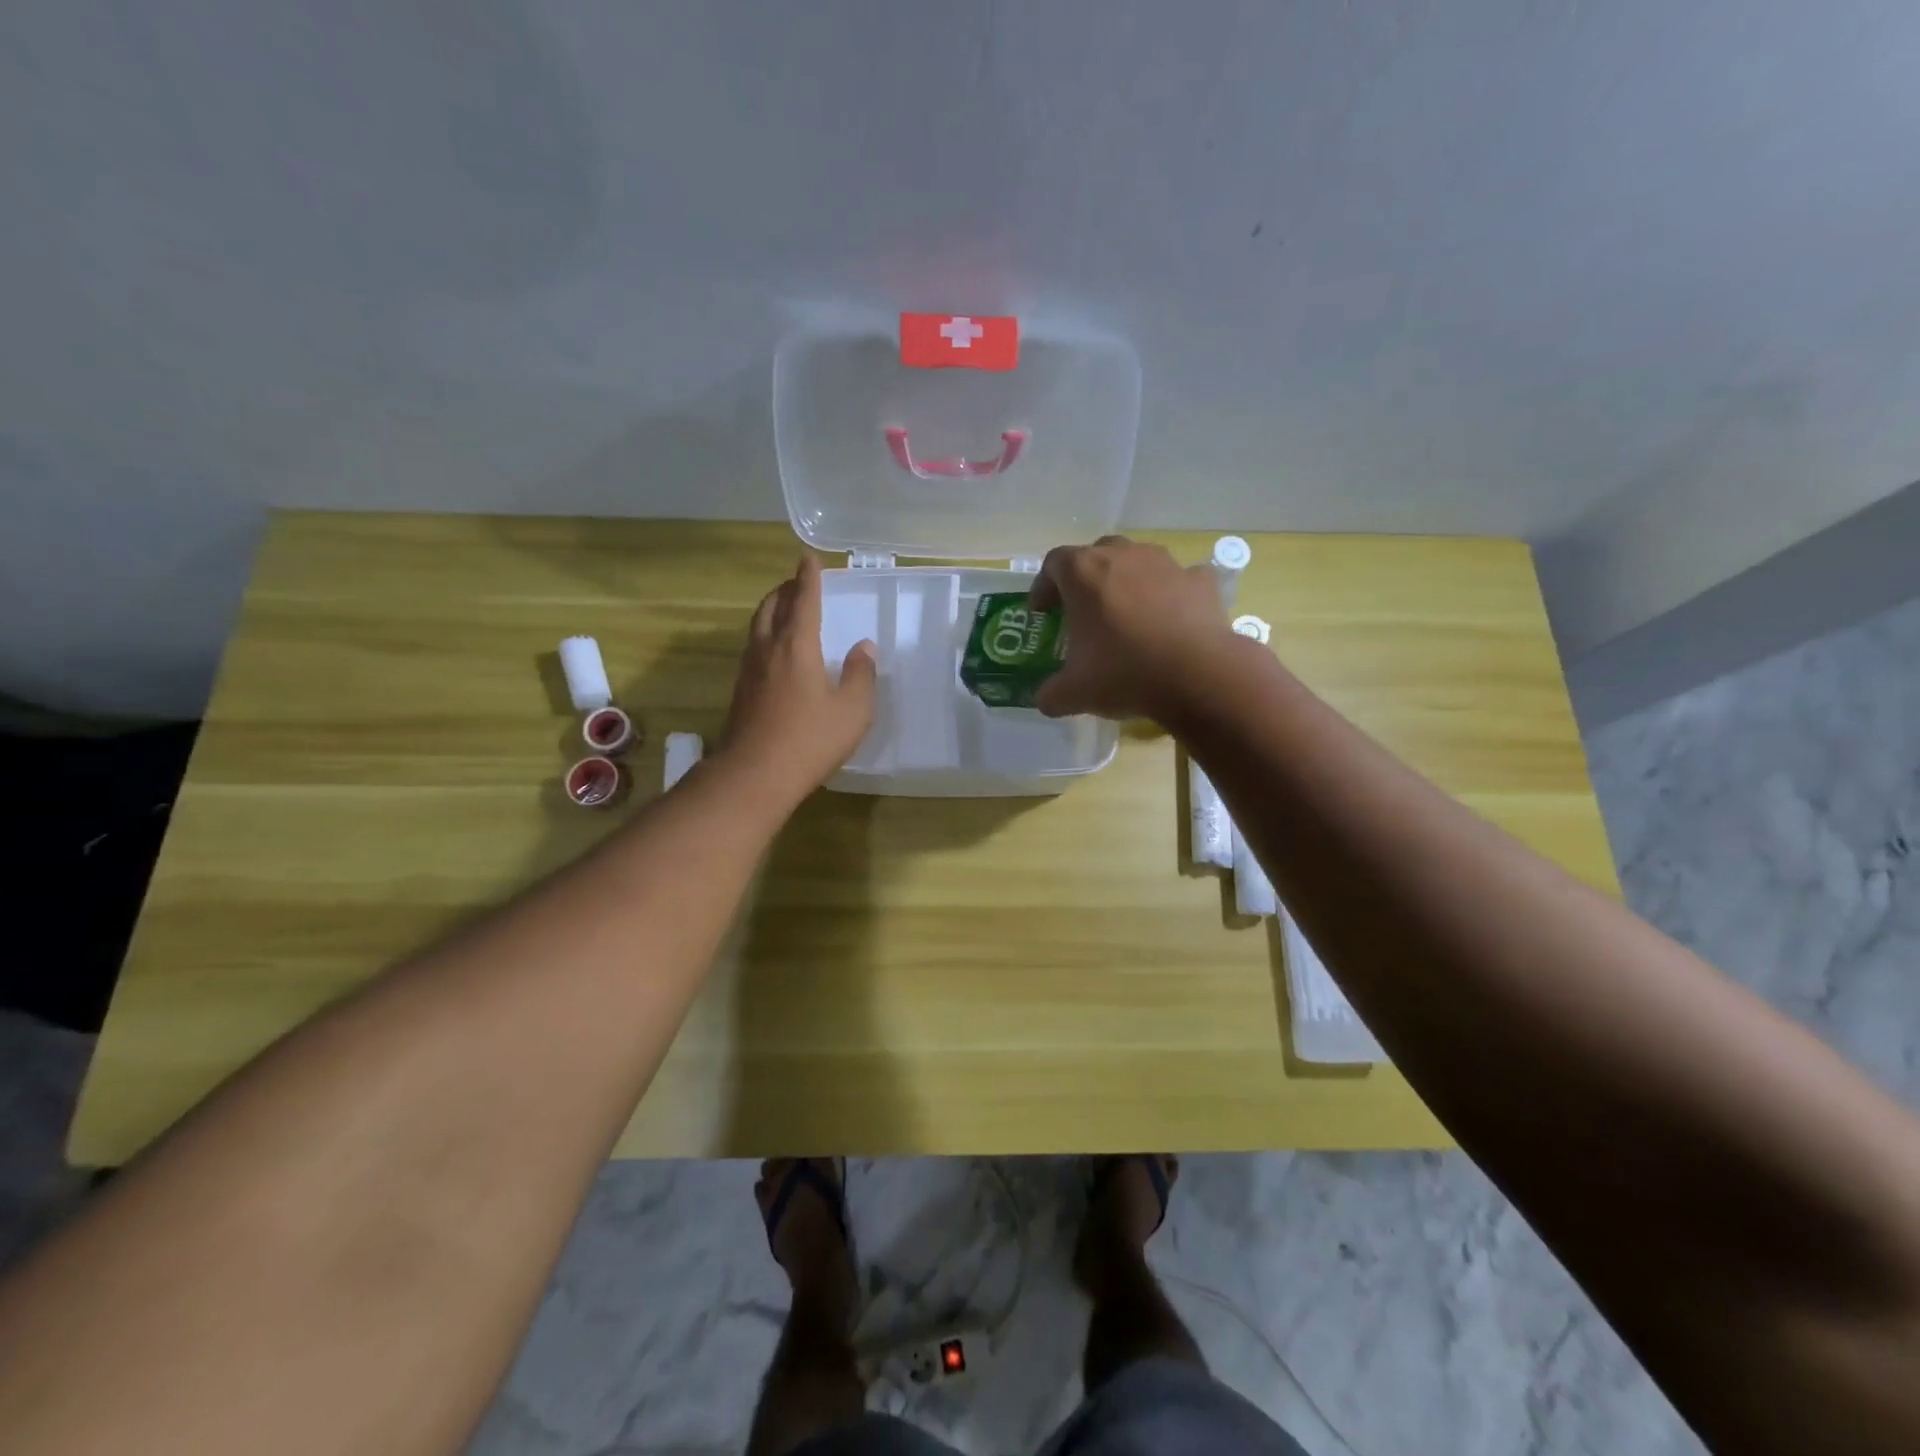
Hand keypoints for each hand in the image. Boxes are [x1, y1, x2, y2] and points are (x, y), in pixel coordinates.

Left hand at [722, 555, 876, 803]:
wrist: (755, 775)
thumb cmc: (810, 739)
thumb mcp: (852, 709)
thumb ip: (861, 674)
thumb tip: (864, 647)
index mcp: (797, 646)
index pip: (803, 601)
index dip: (808, 577)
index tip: (808, 558)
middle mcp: (768, 650)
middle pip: (772, 607)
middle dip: (785, 589)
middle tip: (797, 582)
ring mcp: (749, 671)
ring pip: (758, 627)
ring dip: (771, 610)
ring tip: (784, 609)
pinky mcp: (741, 692)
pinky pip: (753, 648)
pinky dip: (765, 635)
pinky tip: (775, 652)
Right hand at [1028, 536, 1233, 721]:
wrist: (1198, 676)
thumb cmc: (1124, 673)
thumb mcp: (1074, 693)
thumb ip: (1051, 693)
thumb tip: (1046, 699)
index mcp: (1083, 573)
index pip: (1053, 564)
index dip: (1044, 586)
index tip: (1043, 612)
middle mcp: (1122, 555)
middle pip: (1096, 555)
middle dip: (1086, 579)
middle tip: (1083, 611)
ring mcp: (1165, 563)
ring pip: (1137, 561)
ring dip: (1127, 581)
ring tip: (1127, 614)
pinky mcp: (1200, 580)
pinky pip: (1178, 579)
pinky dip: (1171, 593)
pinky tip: (1170, 618)